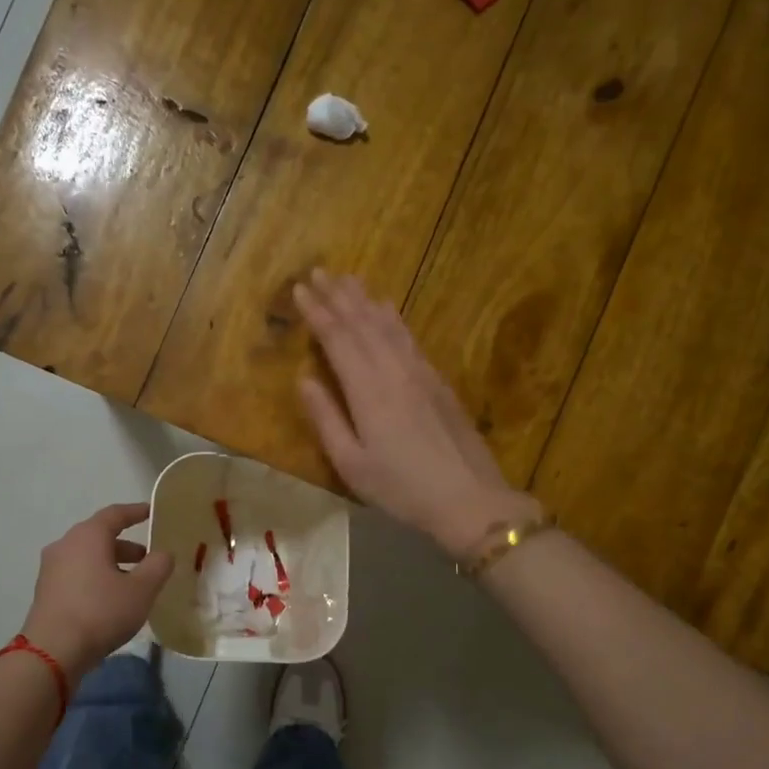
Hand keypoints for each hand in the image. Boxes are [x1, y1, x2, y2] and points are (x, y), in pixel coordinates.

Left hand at [20, 503, 173, 682]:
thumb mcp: (142, 589)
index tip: (152, 512)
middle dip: (126, 546)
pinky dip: (96, 578)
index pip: (115, 514)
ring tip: (133, 584)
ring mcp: (51, 569)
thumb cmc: (101, 612)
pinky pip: (77, 574)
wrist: (52, 652)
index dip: (136, 512)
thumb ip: (158, 565)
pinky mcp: (46, 591)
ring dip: (112, 564)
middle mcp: (66, 545)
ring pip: (88, 557)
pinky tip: (111, 600)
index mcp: (88, 536)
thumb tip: (163, 553)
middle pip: (100, 536)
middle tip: (149, 559)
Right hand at [293, 269, 539, 557]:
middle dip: (338, 295)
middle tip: (319, 271)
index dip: (317, 311)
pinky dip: (393, 317)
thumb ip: (326, 418)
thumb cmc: (401, 488)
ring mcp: (419, 372)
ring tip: (348, 278)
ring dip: (364, 299)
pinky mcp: (437, 380)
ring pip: (387, 324)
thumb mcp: (352, 464)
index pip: (337, 338)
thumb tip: (303, 379)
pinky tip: (387, 308)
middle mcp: (393, 370)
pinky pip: (408, 336)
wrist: (469, 498)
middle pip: (362, 323)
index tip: (300, 288)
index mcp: (367, 390)